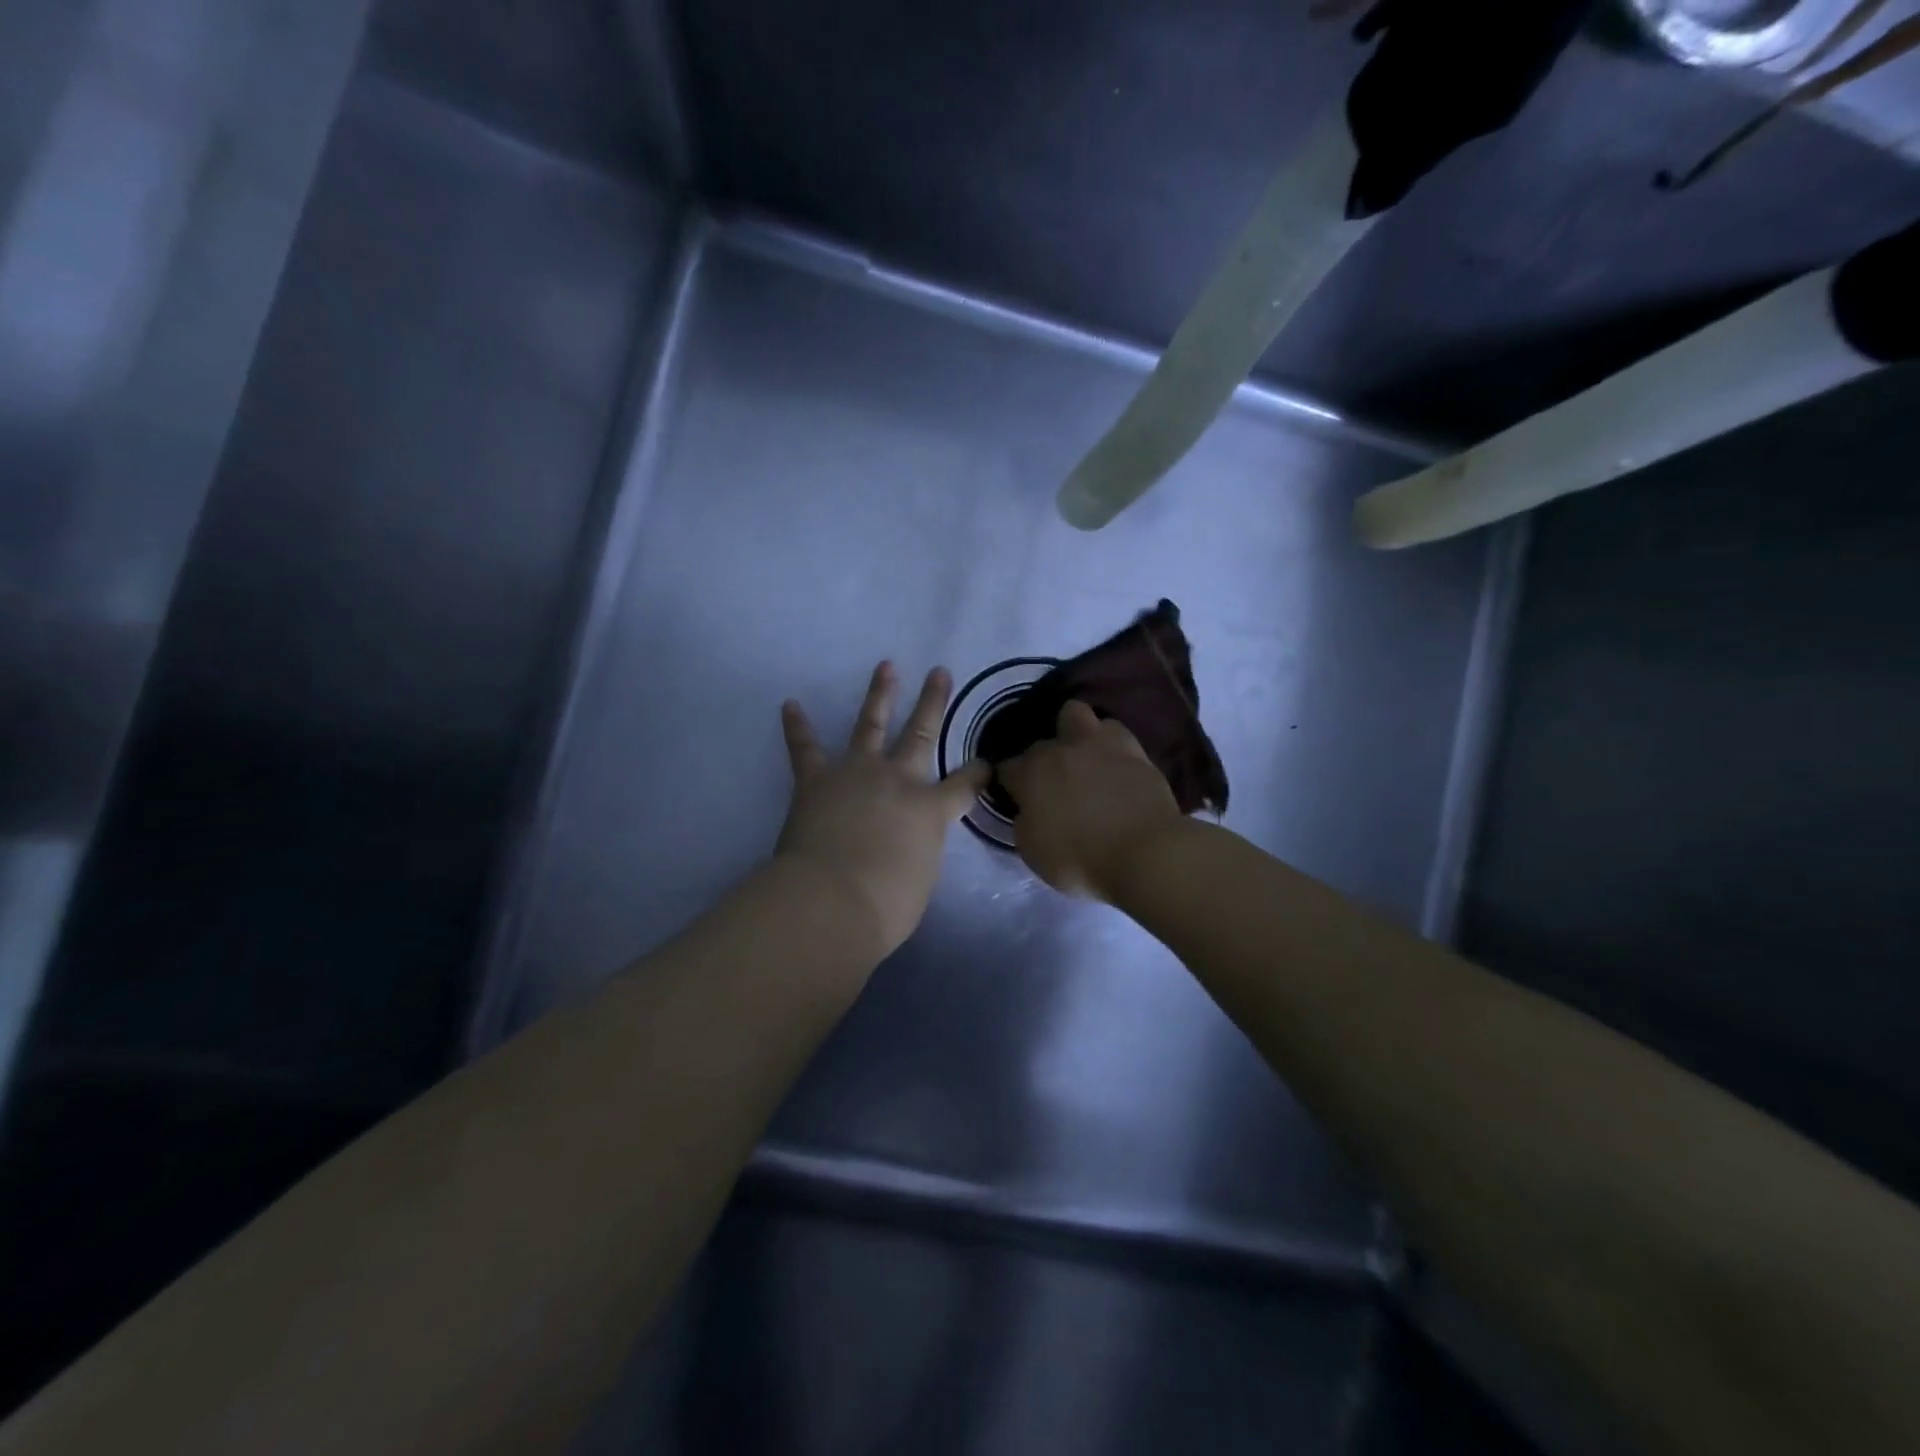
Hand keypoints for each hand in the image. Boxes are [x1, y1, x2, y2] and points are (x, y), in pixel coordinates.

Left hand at [776, 663, 989, 957]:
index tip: (985, 764)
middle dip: (933, 703)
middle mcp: (898, 780)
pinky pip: (805, 748)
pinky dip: (797, 726)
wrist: (831, 901)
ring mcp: (856, 773)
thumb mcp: (921, 880)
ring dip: (879, 695)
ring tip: (886, 667)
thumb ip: (919, 853)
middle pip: (921, 735)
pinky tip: (790, 704)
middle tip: (940, 672)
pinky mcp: (816, 780)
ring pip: (870, 725)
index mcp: (930, 810)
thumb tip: (908, 846)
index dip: (977, 773)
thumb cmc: (886, 906)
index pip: (964, 785)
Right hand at [999, 701, 1185, 901]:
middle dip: (1041, 759)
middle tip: (1052, 782)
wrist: (1145, 853)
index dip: (1007, 782)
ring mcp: (1100, 744)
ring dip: (1074, 734)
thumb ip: (1025, 822)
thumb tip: (1029, 809)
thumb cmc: (1081, 859)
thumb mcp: (1032, 852)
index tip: (1014, 796)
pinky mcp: (1135, 750)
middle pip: (1040, 742)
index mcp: (1031, 773)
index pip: (1006, 768)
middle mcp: (1060, 750)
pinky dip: (1109, 744)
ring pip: (1076, 715)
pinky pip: (1114, 732)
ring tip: (1082, 757)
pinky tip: (1112, 762)